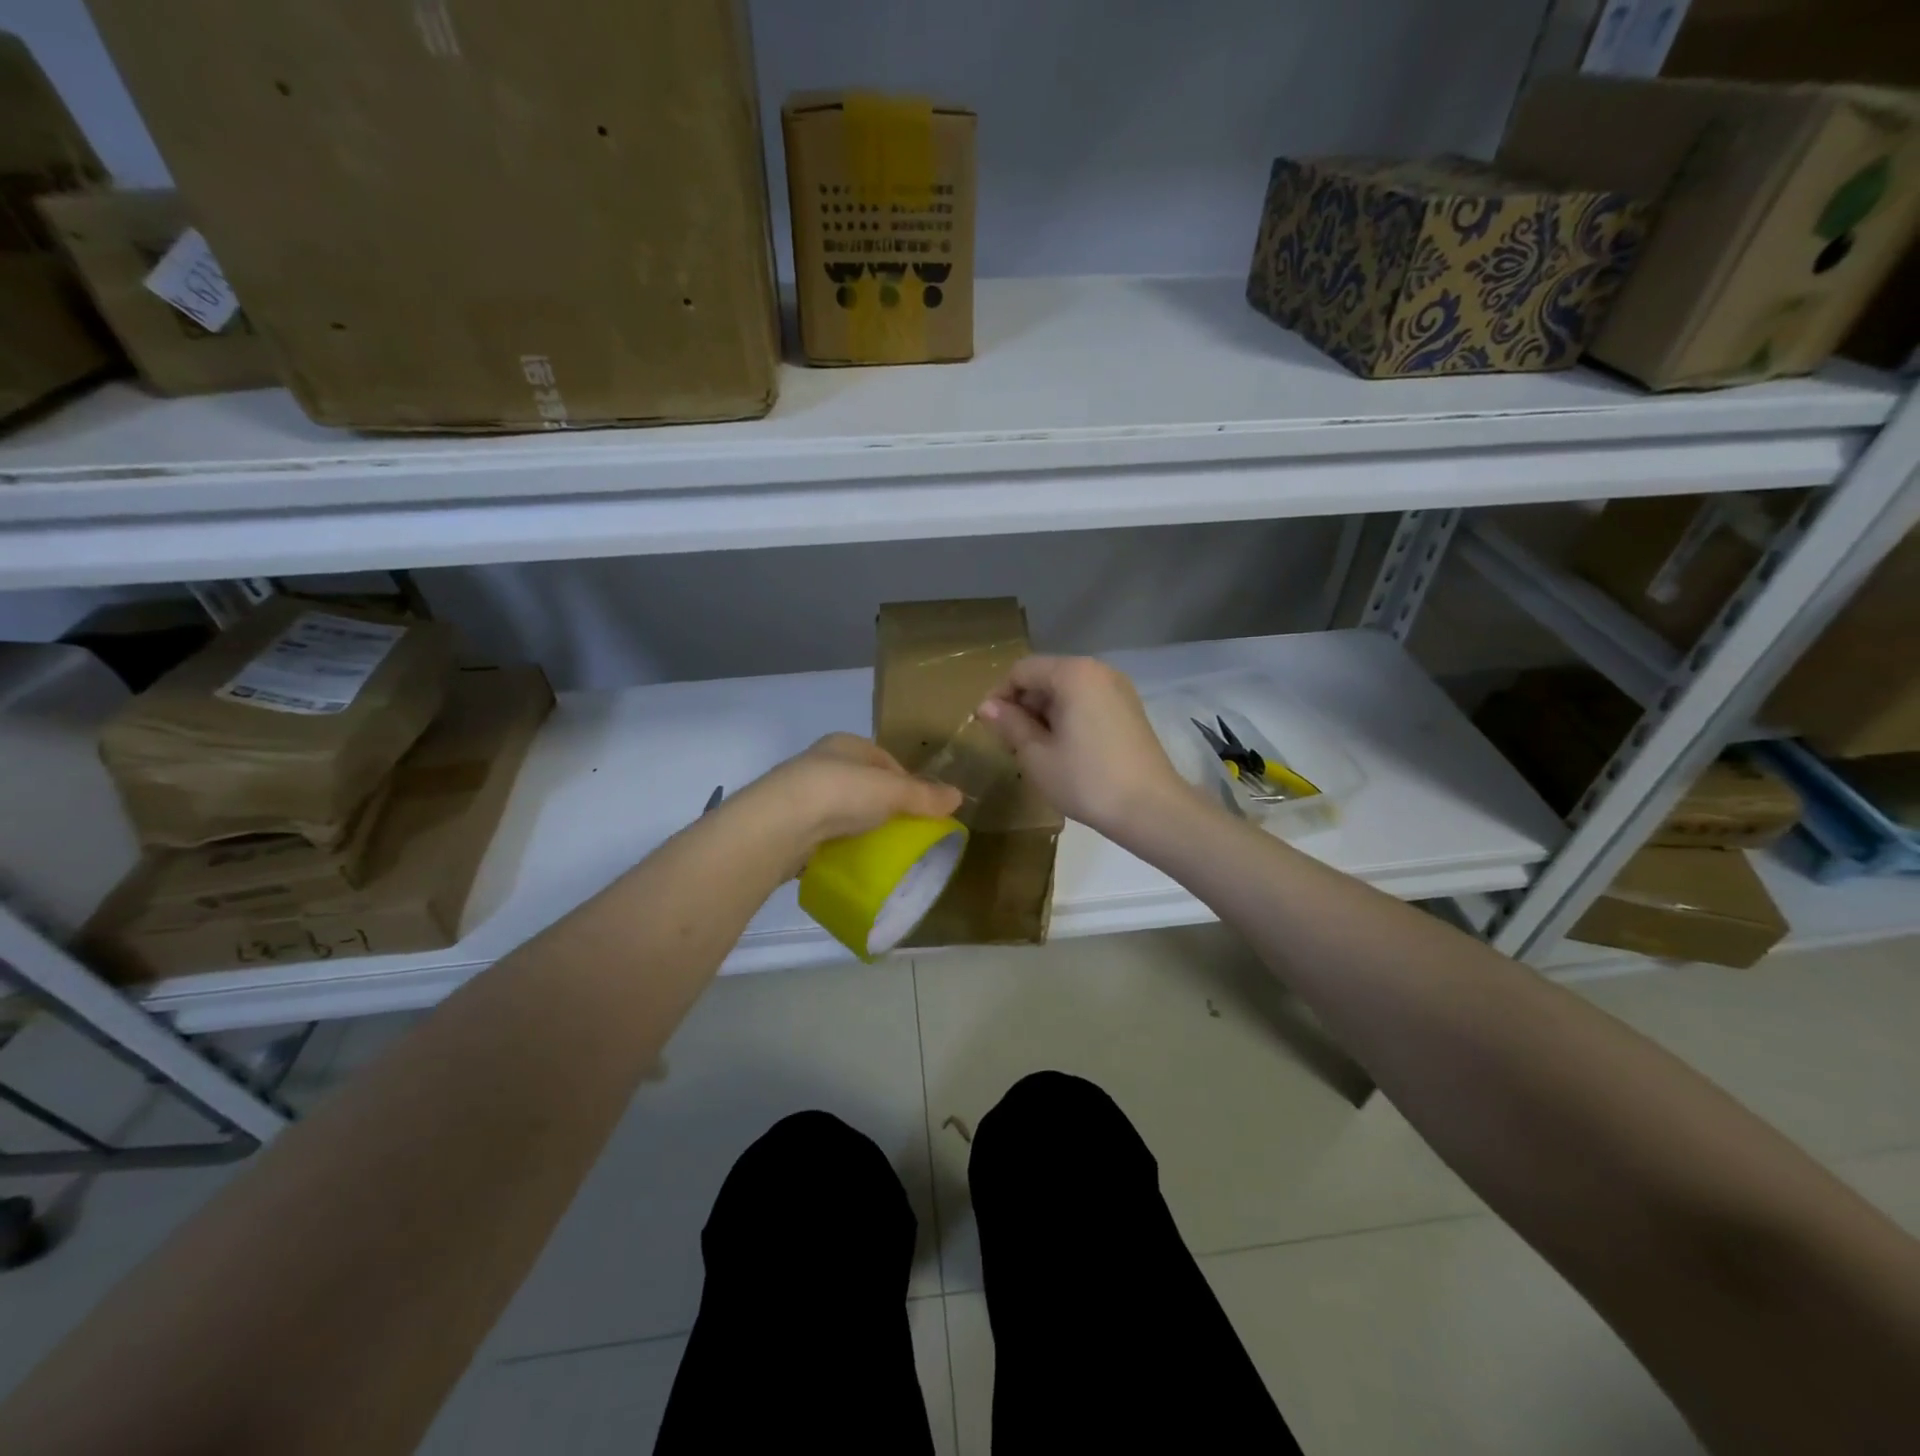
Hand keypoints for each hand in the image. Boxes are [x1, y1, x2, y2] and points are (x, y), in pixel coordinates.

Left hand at [741, 734, 962, 860]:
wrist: (780, 824)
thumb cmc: (840, 793)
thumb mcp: (892, 791)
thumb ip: (924, 795)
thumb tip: (959, 796)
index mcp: (845, 744)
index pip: (884, 759)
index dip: (906, 781)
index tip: (921, 807)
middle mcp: (821, 762)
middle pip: (863, 783)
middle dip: (882, 804)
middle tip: (903, 830)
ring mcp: (801, 793)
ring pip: (841, 807)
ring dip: (858, 824)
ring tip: (878, 846)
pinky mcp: (788, 823)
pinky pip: (822, 831)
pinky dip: (837, 842)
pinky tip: (848, 857)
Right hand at [977, 656, 1189, 841]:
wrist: (1151, 809)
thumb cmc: (1086, 780)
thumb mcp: (1036, 755)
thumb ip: (1009, 724)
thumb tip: (986, 706)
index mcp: (1072, 674)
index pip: (1022, 671)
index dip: (999, 696)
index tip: (989, 728)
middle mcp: (1098, 670)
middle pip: (1046, 676)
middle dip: (1023, 705)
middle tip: (1010, 744)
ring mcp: (1118, 689)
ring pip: (1067, 691)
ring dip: (1045, 714)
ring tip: (1036, 751)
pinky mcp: (1130, 709)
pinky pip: (1088, 702)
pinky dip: (1069, 718)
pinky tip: (1064, 750)